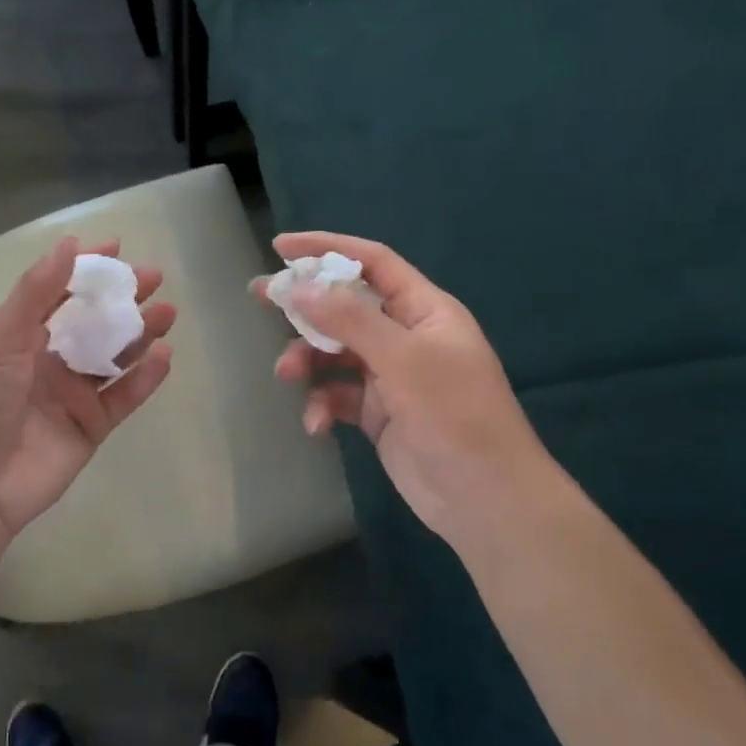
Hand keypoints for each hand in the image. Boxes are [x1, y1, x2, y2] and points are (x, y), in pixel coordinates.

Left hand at [0, 235, 174, 541]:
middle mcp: (49, 361)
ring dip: (140, 334)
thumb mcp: (2, 340)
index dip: (86, 270)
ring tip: (167, 312)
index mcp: (21, 337)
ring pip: (114, 356)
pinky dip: (145, 378)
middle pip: (94, 322)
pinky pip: (124, 397)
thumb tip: (70, 244)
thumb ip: (37, 293)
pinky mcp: (91, 427)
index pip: (59, 293)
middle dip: (122, 298)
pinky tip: (164, 357)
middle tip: (154, 278)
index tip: (117, 248)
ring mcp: (72, 395)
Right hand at [255, 232, 549, 543]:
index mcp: (424, 310)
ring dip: (308, 360)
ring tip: (287, 375)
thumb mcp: (404, 359)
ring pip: (335, 353)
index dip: (328, 249)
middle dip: (305, 304)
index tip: (281, 247)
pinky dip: (322, 405)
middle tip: (260, 296)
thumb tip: (300, 288)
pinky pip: (337, 395)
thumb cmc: (455, 415)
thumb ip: (351, 320)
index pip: (373, 262)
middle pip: (346, 306)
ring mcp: (391, 376)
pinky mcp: (377, 413)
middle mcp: (406, 337)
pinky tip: (317, 425)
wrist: (485, 498)